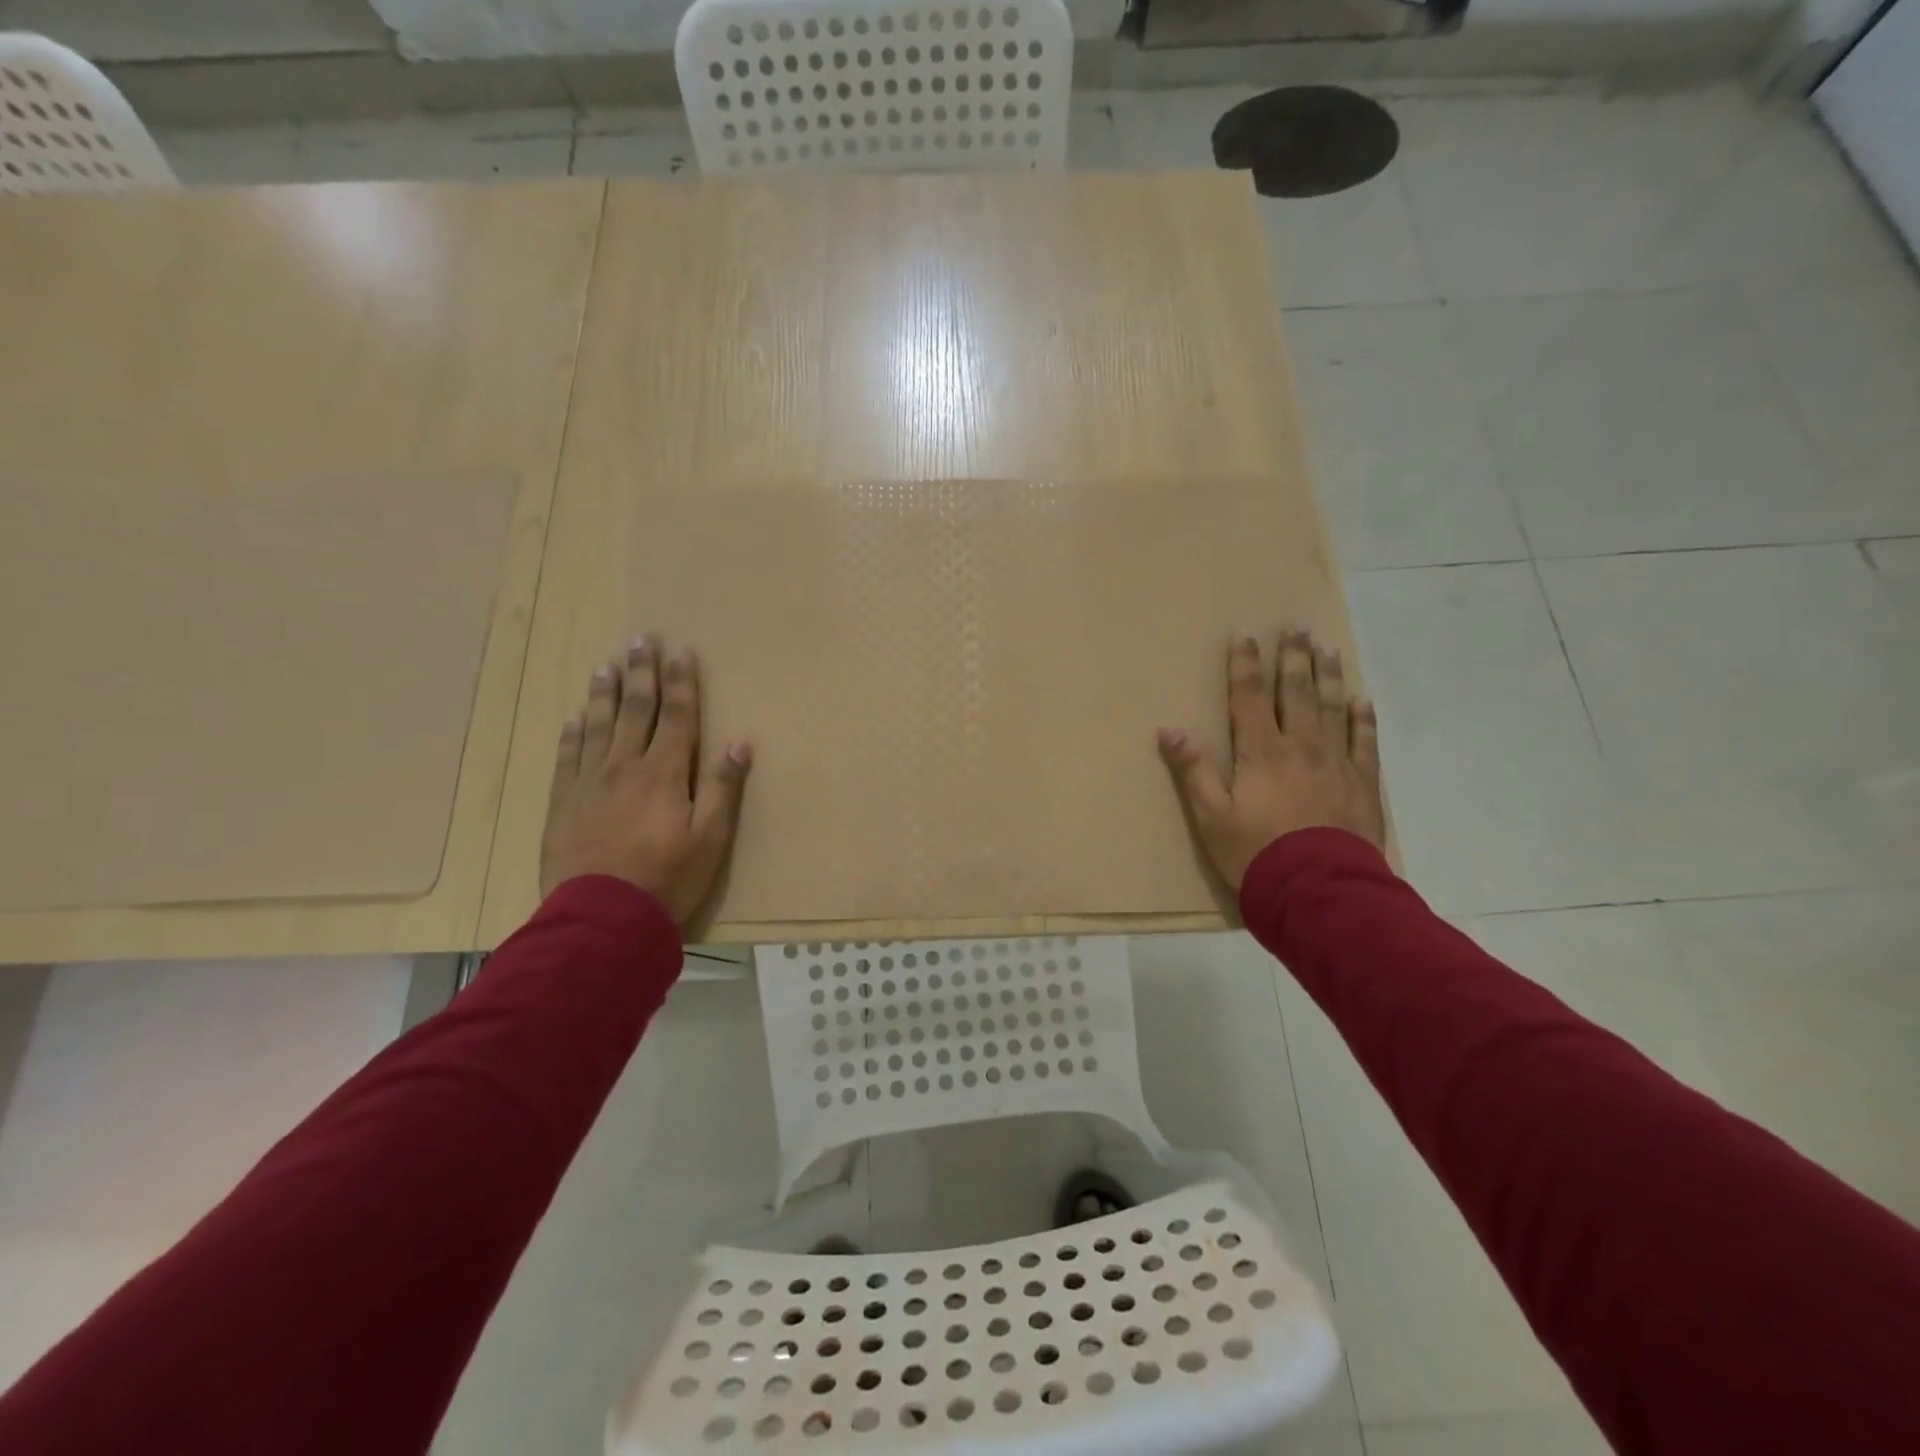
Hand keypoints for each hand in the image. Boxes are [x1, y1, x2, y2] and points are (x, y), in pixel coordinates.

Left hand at [540, 637, 750, 924]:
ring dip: (604, 694)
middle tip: (640, 640)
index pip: (675, 716)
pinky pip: (567, 758)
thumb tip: (740, 742)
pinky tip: (573, 718)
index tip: (682, 652)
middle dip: (641, 673)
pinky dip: (571, 734)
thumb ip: (724, 789)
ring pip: (597, 726)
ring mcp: (589, 783)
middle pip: (635, 711)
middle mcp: (625, 767)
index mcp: (665, 773)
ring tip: (605, 666)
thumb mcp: (711, 839)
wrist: (602, 918)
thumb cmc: (668, 878)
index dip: (681, 682)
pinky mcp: (563, 804)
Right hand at [1159, 627, 1385, 892]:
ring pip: (1333, 709)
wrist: (1319, 891)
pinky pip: (1365, 742)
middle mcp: (1301, 746)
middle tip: (1298, 627)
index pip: (1249, 697)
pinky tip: (1361, 700)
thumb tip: (1170, 730)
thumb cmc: (1255, 854)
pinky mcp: (1362, 784)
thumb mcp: (1210, 817)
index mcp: (1261, 752)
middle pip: (1296, 693)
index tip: (1246, 633)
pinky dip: (1363, 719)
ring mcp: (1336, 763)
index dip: (1245, 663)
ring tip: (1328, 648)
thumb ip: (1192, 771)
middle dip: (1294, 657)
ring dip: (1328, 676)